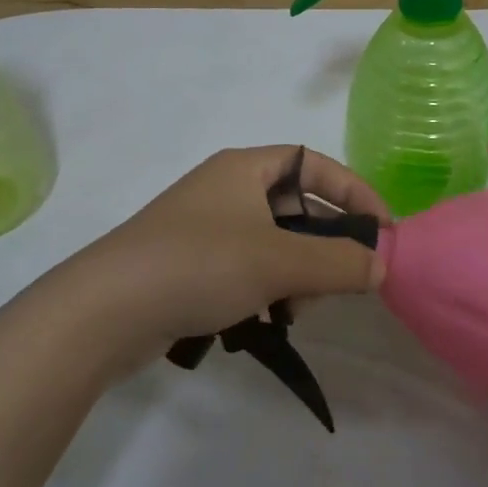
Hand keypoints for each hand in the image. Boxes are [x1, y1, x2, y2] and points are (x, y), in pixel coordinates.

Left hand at [80, 146, 388, 341]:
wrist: (104, 312)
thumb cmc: (199, 265)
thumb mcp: (279, 261)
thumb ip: (339, 262)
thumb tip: (383, 266)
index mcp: (245, 168)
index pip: (316, 164)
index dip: (354, 192)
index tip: (383, 230)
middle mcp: (227, 190)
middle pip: (298, 208)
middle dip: (325, 246)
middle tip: (339, 282)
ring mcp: (207, 230)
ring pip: (277, 246)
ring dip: (298, 277)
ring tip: (293, 311)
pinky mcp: (193, 267)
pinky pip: (250, 271)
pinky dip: (267, 292)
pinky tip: (264, 322)